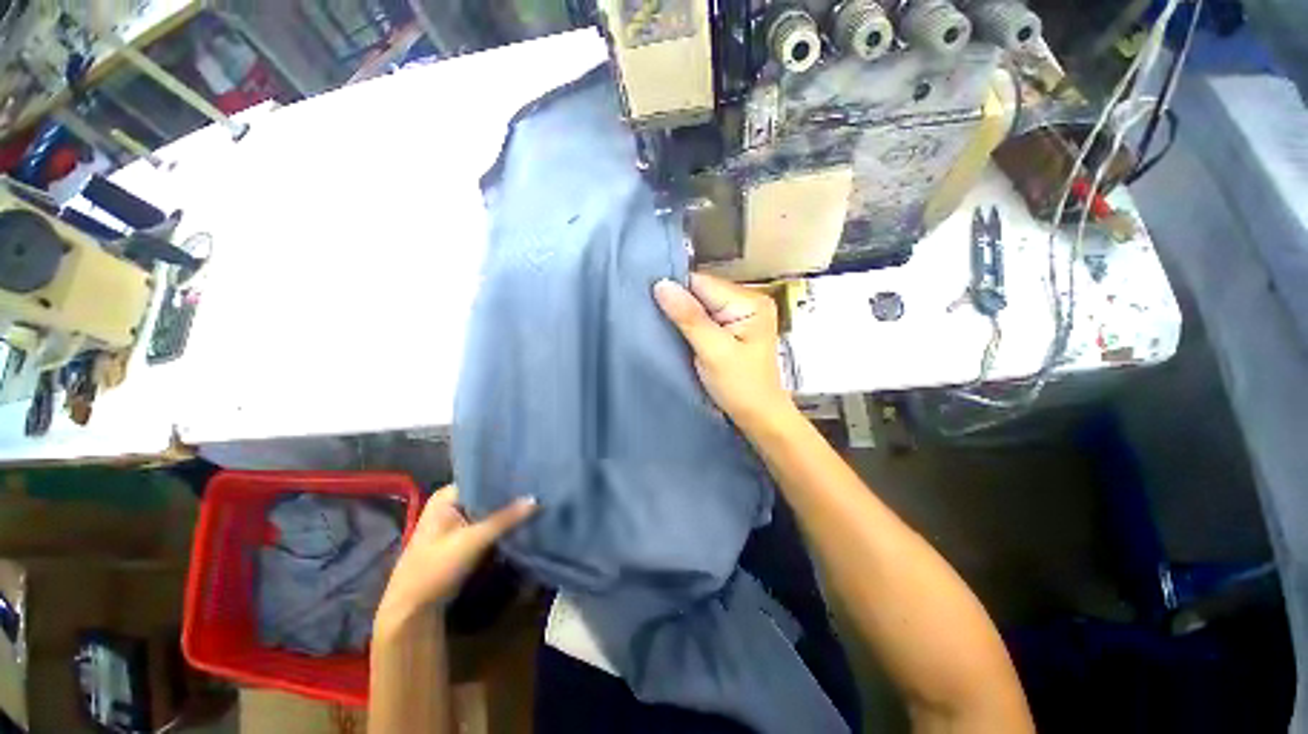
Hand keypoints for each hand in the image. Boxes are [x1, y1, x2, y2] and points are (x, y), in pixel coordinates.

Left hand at [376, 486, 535, 628]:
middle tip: (540, 488)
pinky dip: (504, 524)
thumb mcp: (472, 541)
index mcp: (447, 496)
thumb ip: (505, 519)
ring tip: (539, 501)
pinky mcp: (465, 537)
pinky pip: (489, 524)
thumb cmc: (435, 568)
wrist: (413, 610)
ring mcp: (458, 521)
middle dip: (511, 495)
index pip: (484, 477)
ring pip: (490, 510)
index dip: (507, 477)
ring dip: (509, 511)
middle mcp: (452, 503)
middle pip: (488, 494)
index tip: (532, 475)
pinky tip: (525, 520)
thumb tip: (537, 499)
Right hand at [654, 273, 793, 431]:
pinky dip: (692, 325)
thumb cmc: (741, 387)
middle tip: (657, 322)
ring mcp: (742, 314)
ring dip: (684, 317)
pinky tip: (681, 335)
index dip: (676, 292)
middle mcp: (748, 300)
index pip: (701, 283)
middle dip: (680, 305)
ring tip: (667, 330)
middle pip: (701, 291)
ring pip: (701, 305)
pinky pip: (705, 317)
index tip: (651, 304)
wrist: (759, 416)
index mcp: (749, 301)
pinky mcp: (734, 327)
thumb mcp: (713, 352)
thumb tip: (662, 285)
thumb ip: (689, 317)